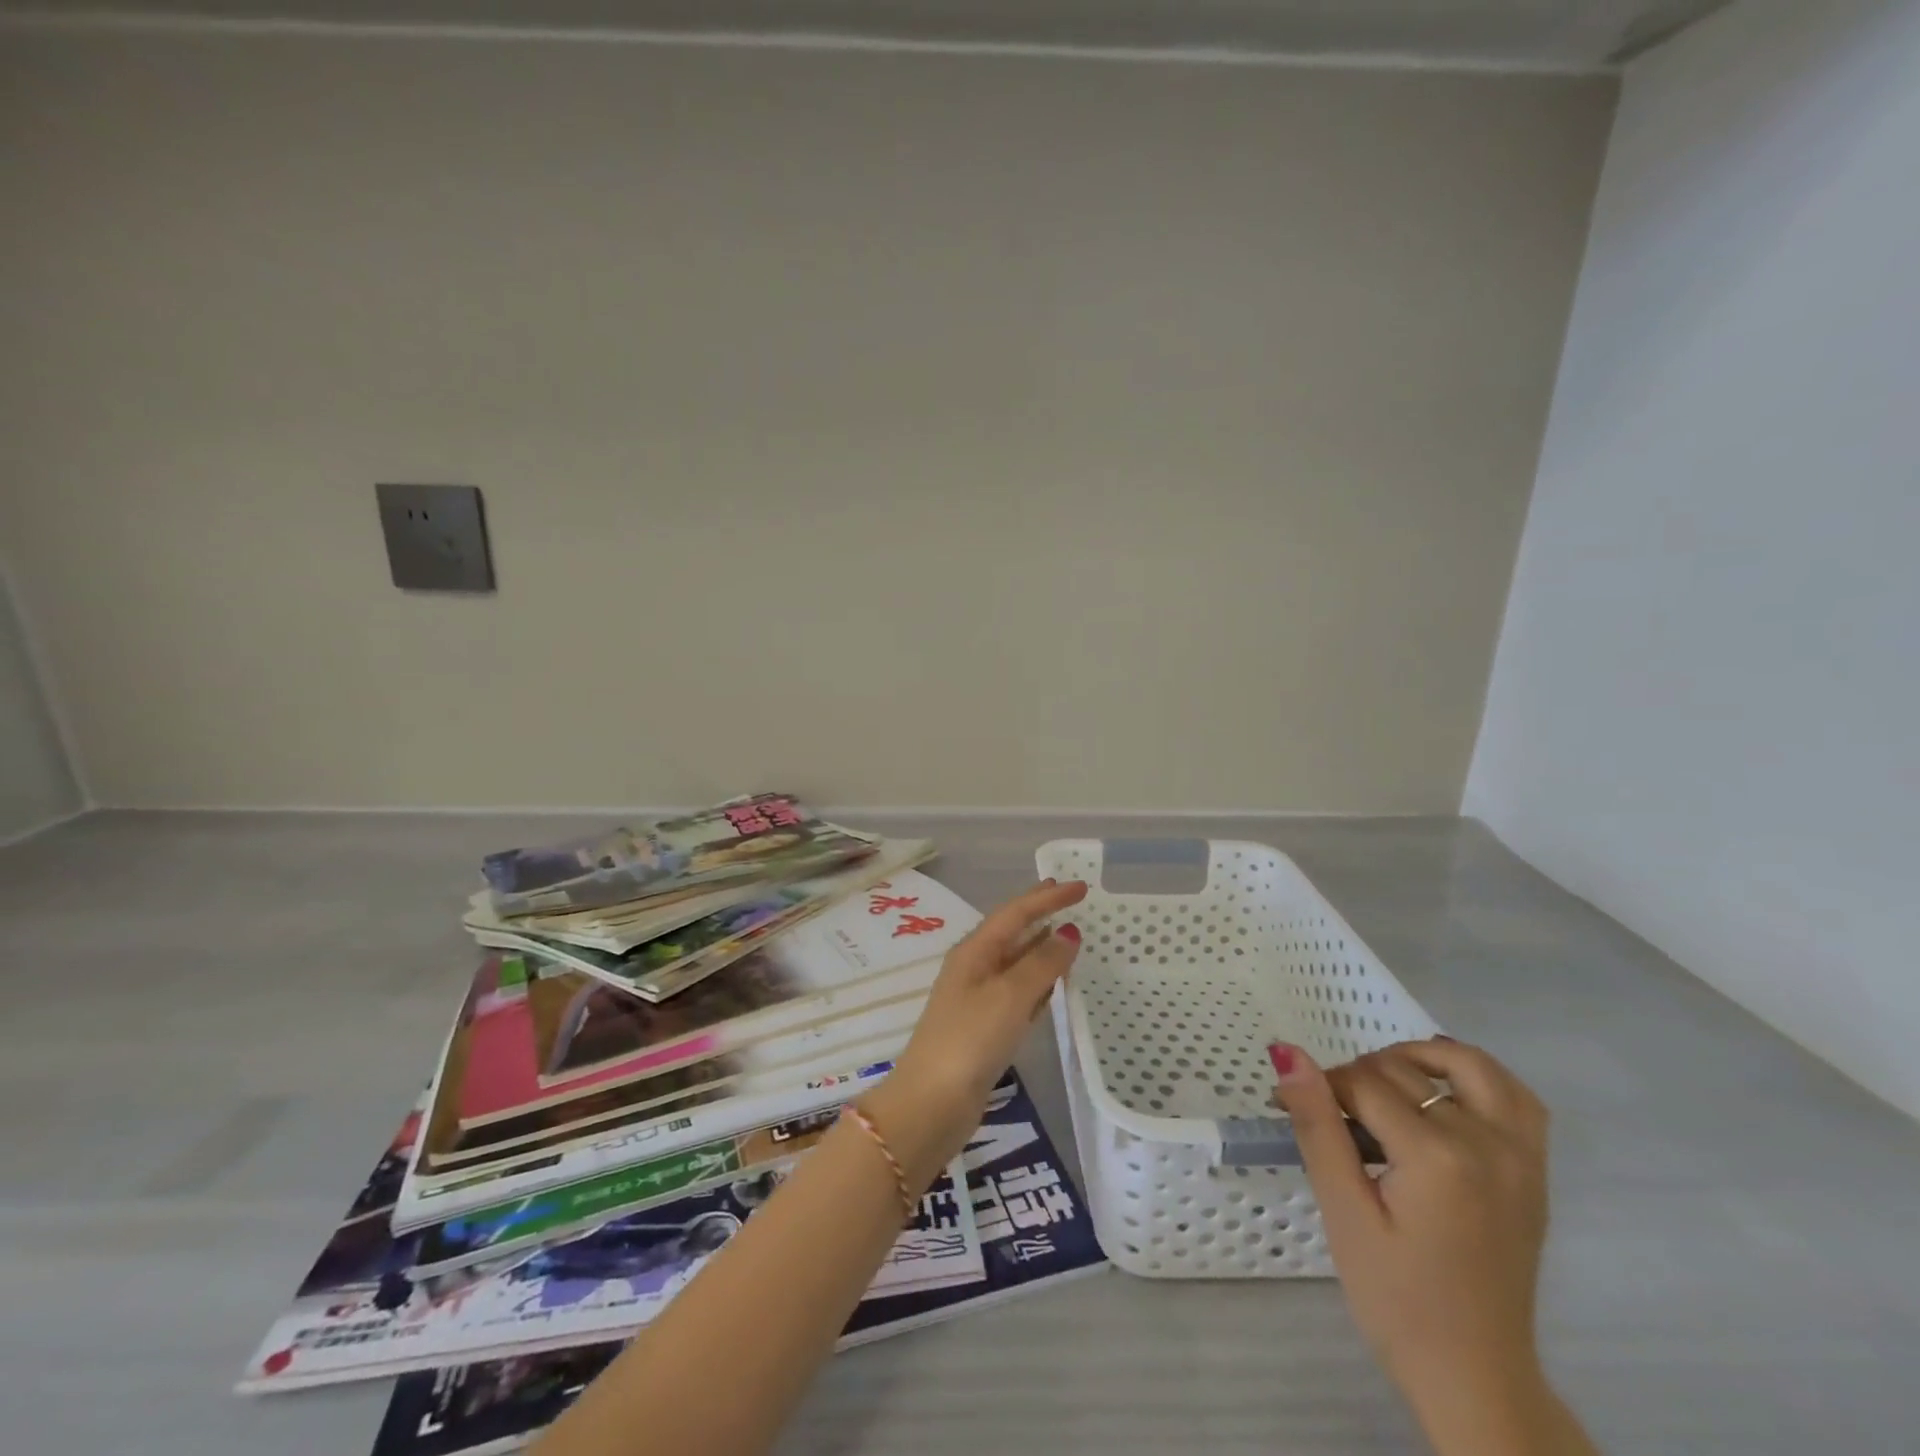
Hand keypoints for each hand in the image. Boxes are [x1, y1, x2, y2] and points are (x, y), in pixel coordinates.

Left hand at [863, 879, 1086, 1185]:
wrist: (932, 1103)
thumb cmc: (970, 1040)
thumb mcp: (1010, 996)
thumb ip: (1042, 963)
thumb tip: (1068, 933)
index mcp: (975, 951)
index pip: (1015, 912)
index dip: (1047, 897)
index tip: (1080, 886)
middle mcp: (974, 968)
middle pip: (1012, 932)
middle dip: (1040, 914)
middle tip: (1069, 898)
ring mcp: (978, 999)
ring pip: (1016, 962)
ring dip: (1040, 947)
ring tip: (1067, 935)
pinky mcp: (985, 1028)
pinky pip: (1017, 993)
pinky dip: (1036, 983)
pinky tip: (1051, 986)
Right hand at [1273, 1038, 1571, 1454]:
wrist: (1475, 1376)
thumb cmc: (1396, 1299)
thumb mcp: (1343, 1213)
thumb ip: (1317, 1125)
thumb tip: (1288, 1052)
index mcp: (1436, 1157)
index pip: (1362, 1084)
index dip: (1319, 1088)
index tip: (1292, 1108)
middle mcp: (1486, 1143)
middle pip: (1405, 1070)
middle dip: (1358, 1079)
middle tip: (1332, 1117)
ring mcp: (1519, 1156)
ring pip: (1470, 1065)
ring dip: (1421, 1059)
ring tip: (1385, 1083)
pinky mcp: (1534, 1172)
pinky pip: (1516, 1098)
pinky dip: (1479, 1079)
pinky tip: (1445, 1092)